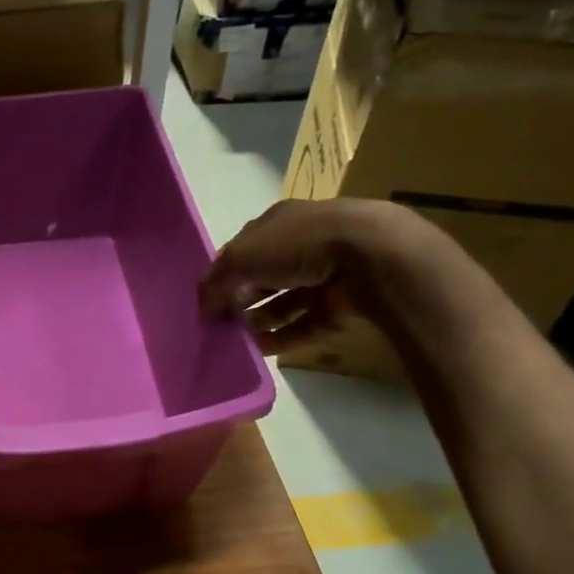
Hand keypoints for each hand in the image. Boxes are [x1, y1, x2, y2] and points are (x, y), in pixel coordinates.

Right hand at [199, 198, 429, 353]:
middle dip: (242, 300)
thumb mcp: (242, 257)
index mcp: (279, 222)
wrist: (371, 256)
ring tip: (238, 342)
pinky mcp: (343, 302)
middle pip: (264, 276)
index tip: (208, 301)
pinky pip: (307, 322)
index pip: (243, 248)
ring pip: (285, 301)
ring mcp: (326, 273)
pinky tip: (262, 351)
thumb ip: (215, 281)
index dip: (223, 273)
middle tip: (221, 324)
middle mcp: (302, 244)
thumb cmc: (299, 244)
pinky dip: (285, 337)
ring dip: (261, 321)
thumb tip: (202, 308)